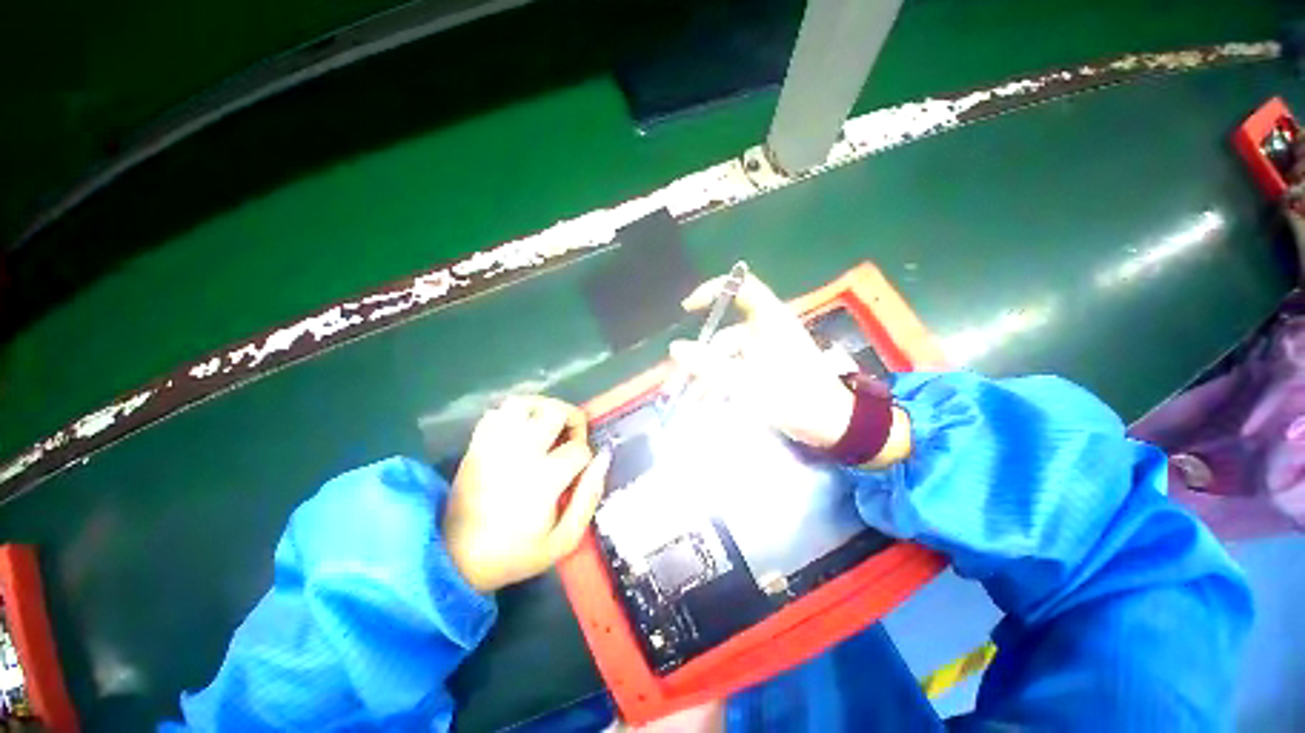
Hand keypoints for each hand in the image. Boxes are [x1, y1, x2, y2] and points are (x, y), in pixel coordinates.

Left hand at [445, 396, 610, 592]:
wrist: (454, 561)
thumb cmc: (515, 554)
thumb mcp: (564, 540)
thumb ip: (589, 497)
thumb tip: (603, 458)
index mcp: (542, 480)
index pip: (579, 449)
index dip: (587, 457)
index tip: (579, 472)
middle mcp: (518, 454)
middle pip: (554, 412)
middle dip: (573, 419)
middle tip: (571, 437)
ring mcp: (494, 446)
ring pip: (523, 403)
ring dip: (543, 408)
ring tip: (549, 425)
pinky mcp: (476, 446)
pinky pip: (496, 413)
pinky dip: (514, 415)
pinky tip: (522, 431)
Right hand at [670, 272, 854, 448]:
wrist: (832, 424)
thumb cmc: (794, 397)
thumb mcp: (747, 381)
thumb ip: (709, 365)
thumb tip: (675, 348)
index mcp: (769, 320)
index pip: (741, 288)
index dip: (713, 290)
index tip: (688, 309)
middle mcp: (766, 329)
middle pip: (724, 336)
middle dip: (702, 360)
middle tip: (681, 384)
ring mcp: (766, 349)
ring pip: (727, 357)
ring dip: (710, 378)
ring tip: (696, 403)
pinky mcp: (766, 367)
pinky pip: (736, 369)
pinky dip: (723, 383)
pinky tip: (711, 403)